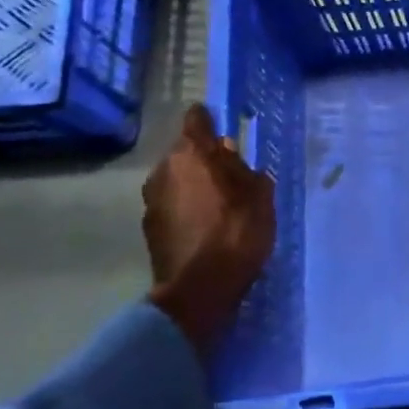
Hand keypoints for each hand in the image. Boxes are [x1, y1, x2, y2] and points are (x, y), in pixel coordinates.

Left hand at [143, 104, 275, 355]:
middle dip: (204, 158)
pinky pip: (171, 204)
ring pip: (176, 178)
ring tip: (218, 203)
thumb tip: (228, 155)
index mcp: (192, 152)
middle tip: (230, 174)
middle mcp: (165, 168)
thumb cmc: (237, 231)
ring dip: (193, 184)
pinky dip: (185, 208)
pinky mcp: (149, 227)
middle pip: (185, 151)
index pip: (196, 118)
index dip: (210, 120)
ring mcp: (152, 199)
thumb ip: (243, 168)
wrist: (200, 290)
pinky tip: (204, 226)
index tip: (224, 129)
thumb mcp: (259, 194)